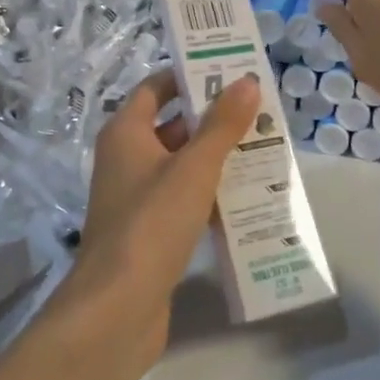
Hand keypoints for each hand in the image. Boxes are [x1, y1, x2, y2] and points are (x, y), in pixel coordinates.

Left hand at [60, 69, 259, 377]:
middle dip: (212, 118)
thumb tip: (247, 81)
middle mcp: (126, 159)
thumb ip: (222, 125)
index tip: (229, 71)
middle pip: (172, 126)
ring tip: (263, 149)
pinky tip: (246, 197)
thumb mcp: (193, 168)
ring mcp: (136, 197)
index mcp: (126, 133)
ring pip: (180, 165)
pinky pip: (183, 199)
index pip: (155, 88)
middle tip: (258, 111)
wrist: (116, 309)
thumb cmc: (151, 223)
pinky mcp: (149, 231)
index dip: (189, 76)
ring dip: (215, 157)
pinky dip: (210, 193)